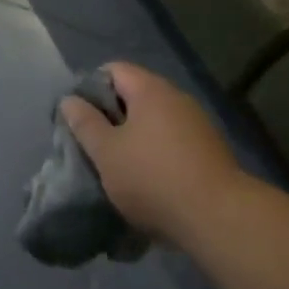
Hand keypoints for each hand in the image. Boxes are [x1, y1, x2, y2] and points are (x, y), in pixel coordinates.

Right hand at [63, 62, 243, 246]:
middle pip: (135, 94)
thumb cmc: (153, 178)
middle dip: (112, 116)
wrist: (220, 219)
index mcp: (150, 89)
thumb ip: (85, 123)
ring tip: (119, 166)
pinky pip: (173, 141)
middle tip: (95, 143)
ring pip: (155, 120)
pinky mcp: (211, 151)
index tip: (79, 116)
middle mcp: (177, 98)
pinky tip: (149, 180)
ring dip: (135, 137)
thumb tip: (69, 100)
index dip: (91, 87)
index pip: (113, 69)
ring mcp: (198, 124)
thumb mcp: (106, 153)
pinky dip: (157, 153)